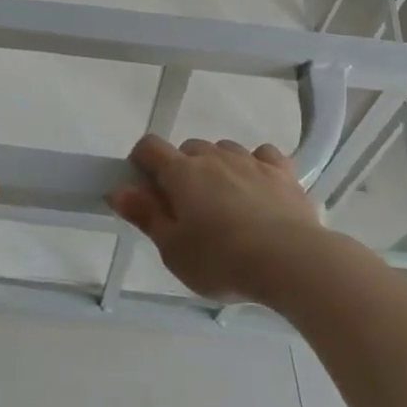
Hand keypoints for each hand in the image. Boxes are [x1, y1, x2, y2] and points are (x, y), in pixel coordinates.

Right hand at [106, 135, 323, 302]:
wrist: (289, 259)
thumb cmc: (221, 260)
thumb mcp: (173, 250)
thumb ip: (145, 215)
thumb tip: (117, 189)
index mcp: (182, 173)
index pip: (150, 147)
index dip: (141, 161)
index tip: (144, 188)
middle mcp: (213, 157)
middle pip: (189, 149)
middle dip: (183, 171)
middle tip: (187, 209)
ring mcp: (250, 160)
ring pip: (224, 150)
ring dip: (218, 167)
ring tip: (225, 203)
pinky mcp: (281, 171)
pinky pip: (263, 155)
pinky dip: (256, 165)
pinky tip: (259, 188)